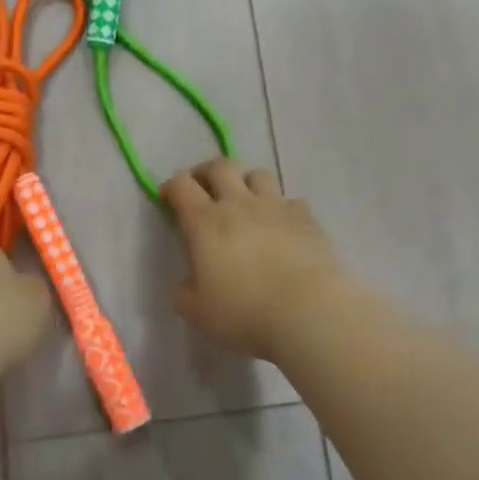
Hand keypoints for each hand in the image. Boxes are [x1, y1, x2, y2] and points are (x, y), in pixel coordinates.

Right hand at [161, 159, 356, 359]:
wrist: (308, 312)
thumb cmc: (244, 313)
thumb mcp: (196, 312)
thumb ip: (184, 293)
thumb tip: (188, 284)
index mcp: (205, 222)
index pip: (181, 185)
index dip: (172, 186)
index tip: (169, 198)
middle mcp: (239, 204)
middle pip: (220, 166)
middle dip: (206, 172)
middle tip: (203, 189)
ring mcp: (276, 207)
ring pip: (258, 175)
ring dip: (246, 183)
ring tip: (245, 202)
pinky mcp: (306, 218)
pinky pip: (291, 201)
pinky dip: (282, 209)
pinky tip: (282, 227)